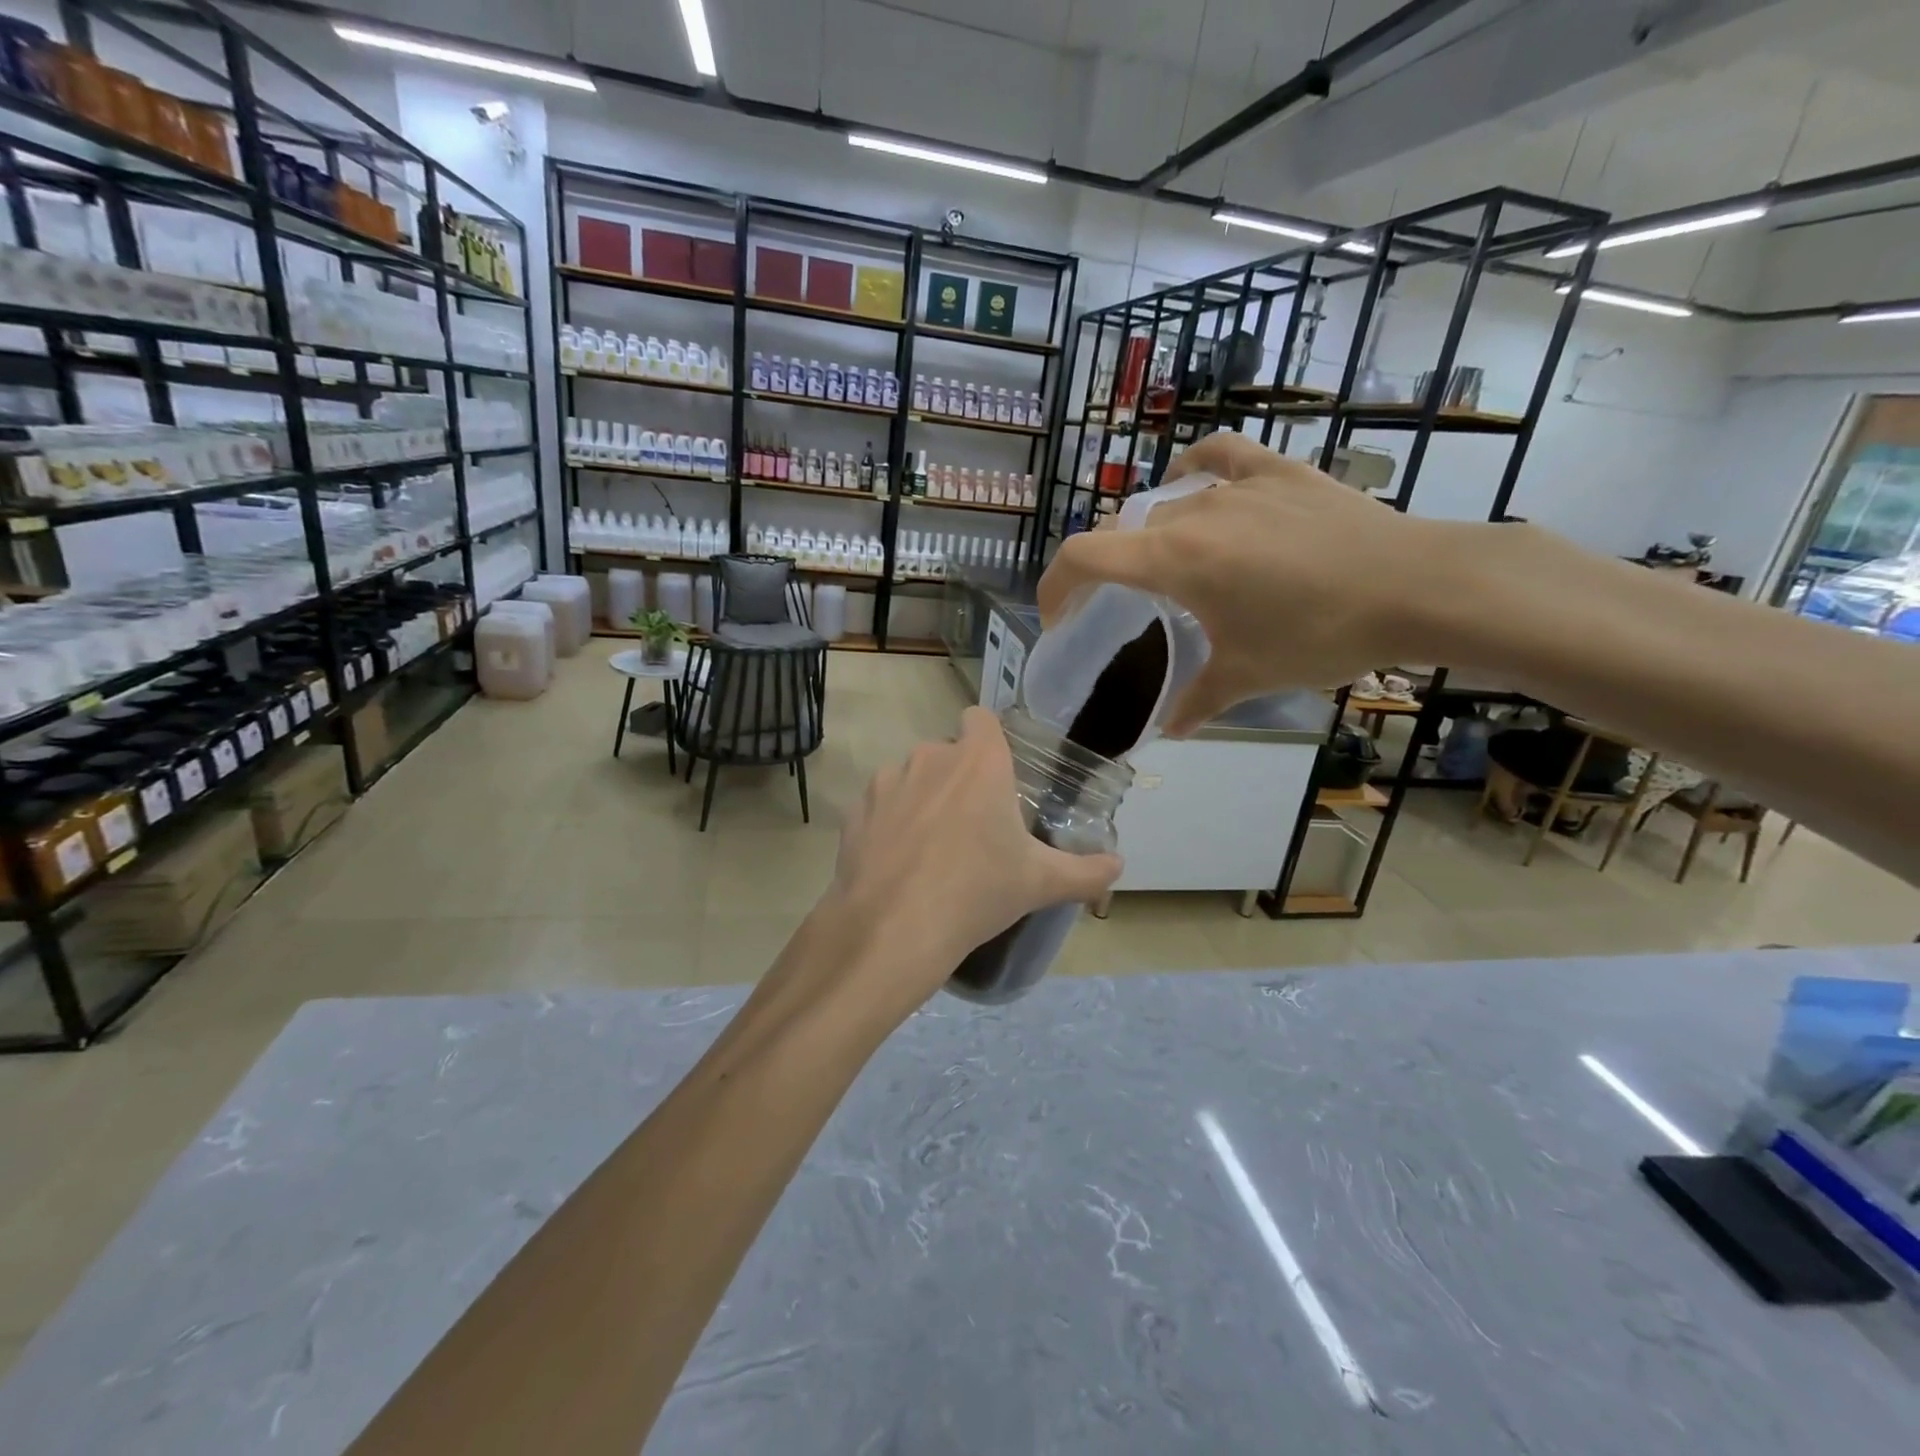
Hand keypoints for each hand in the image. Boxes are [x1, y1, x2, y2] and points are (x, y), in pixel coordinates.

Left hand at [815, 706, 1120, 1027]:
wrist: (894, 927)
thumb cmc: (977, 892)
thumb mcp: (1040, 883)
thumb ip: (1085, 871)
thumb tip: (1118, 866)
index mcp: (979, 762)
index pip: (981, 718)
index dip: (988, 739)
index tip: (996, 775)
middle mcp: (931, 757)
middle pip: (948, 752)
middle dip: (959, 778)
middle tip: (973, 826)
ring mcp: (888, 781)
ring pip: (911, 776)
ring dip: (923, 798)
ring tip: (933, 847)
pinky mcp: (856, 809)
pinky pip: (880, 804)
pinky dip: (890, 821)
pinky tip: (898, 861)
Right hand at [1037, 432, 1465, 733]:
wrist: (1418, 587)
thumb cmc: (1320, 634)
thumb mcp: (1249, 675)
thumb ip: (1196, 701)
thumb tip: (1168, 732)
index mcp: (1173, 559)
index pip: (1084, 556)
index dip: (1055, 585)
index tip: (1058, 617)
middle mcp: (1193, 511)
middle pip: (1125, 532)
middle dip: (1110, 570)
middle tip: (1125, 609)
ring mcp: (1237, 485)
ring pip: (1169, 504)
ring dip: (1154, 536)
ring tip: (1171, 566)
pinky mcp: (1279, 472)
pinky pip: (1219, 457)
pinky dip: (1196, 470)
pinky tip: (1198, 487)